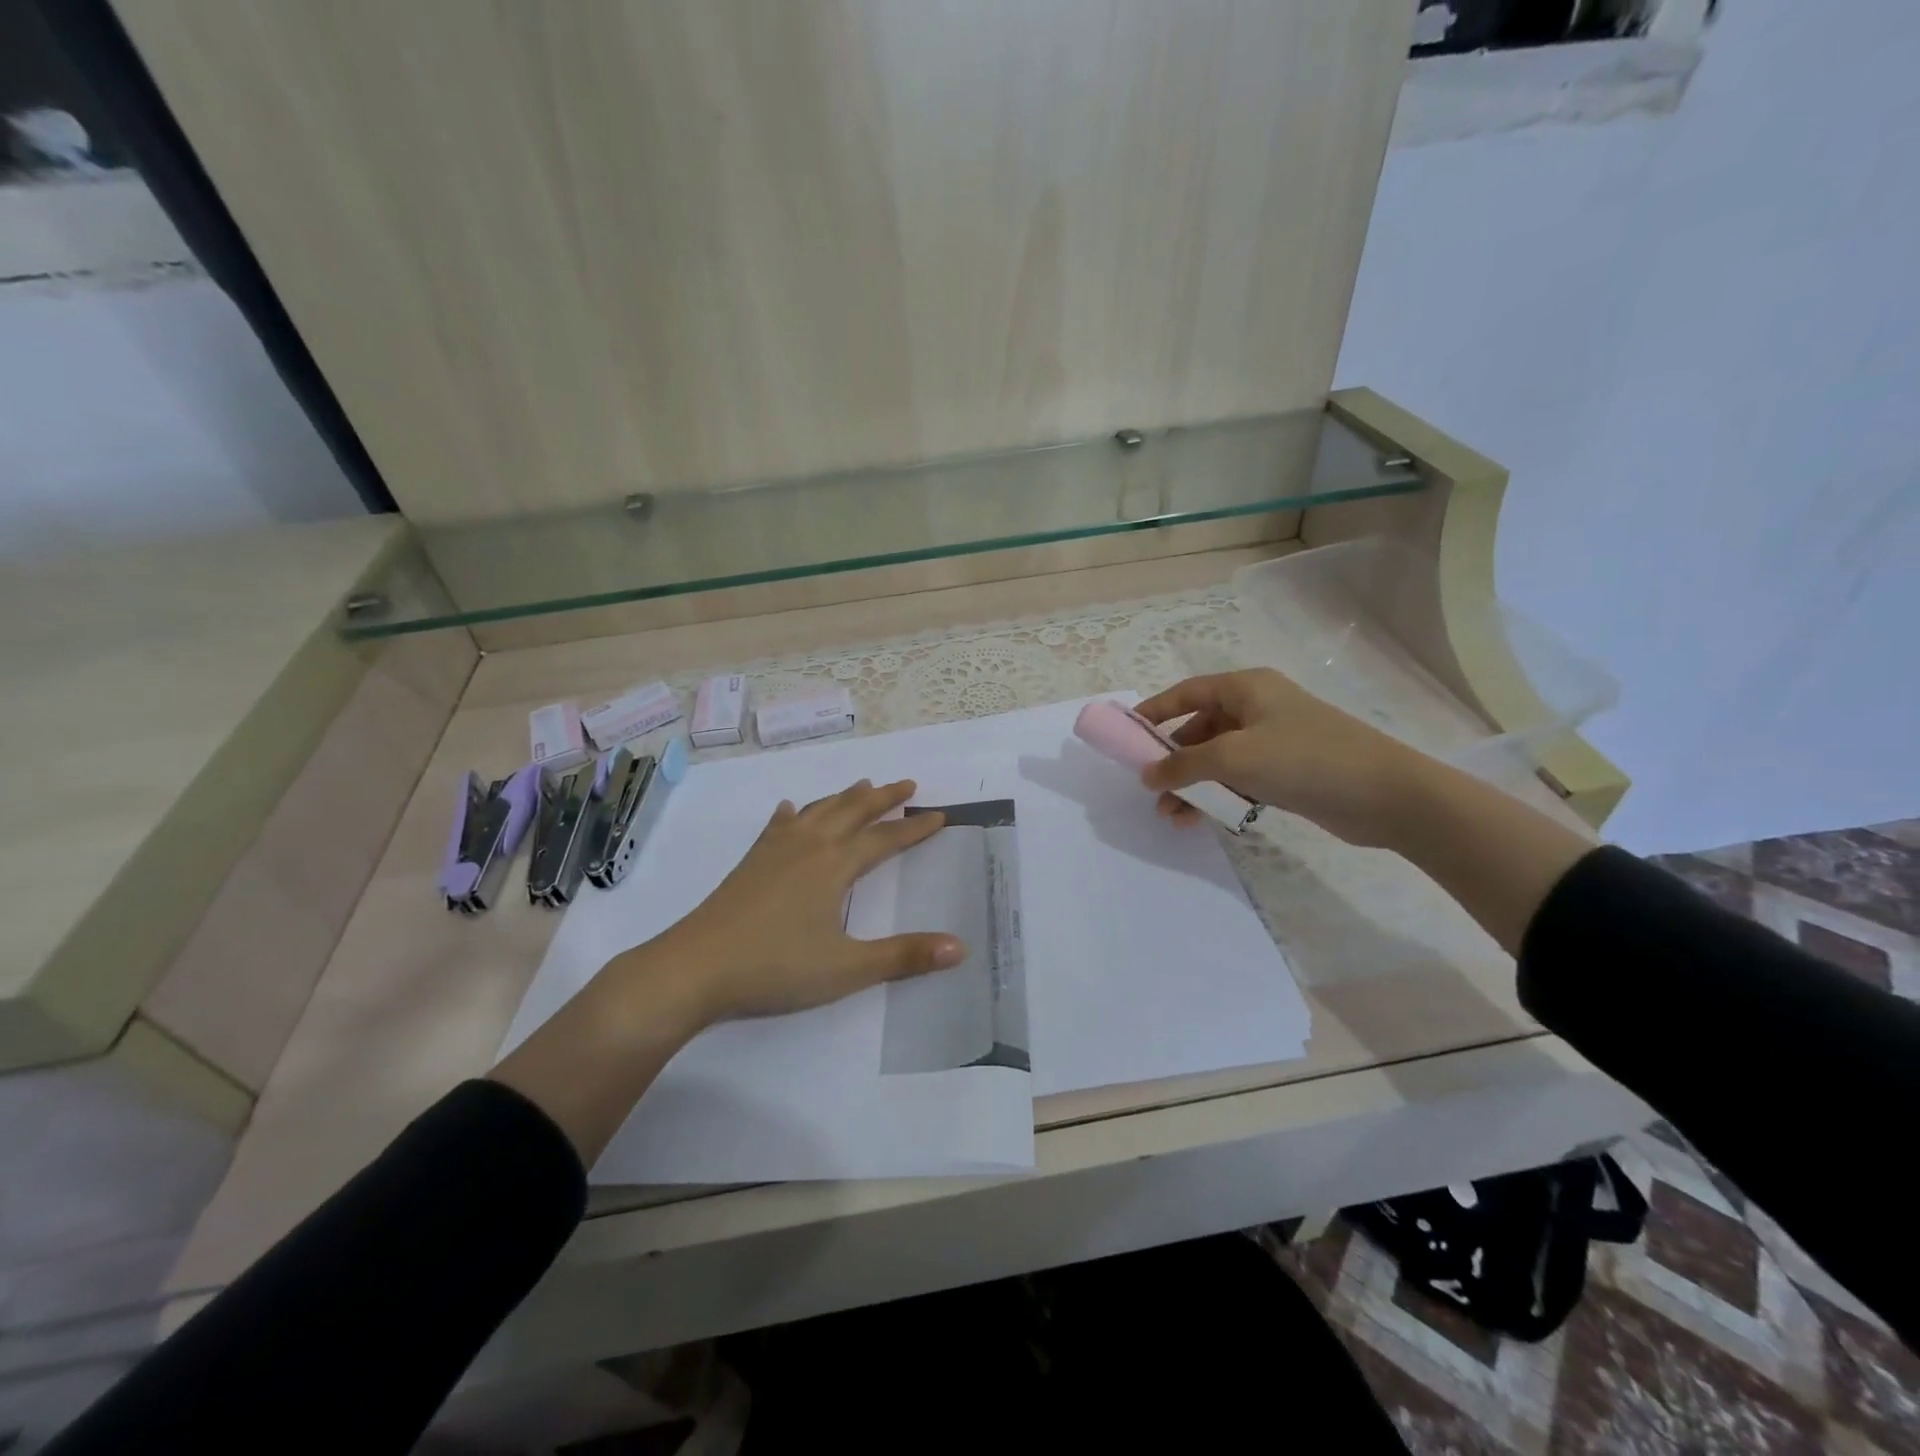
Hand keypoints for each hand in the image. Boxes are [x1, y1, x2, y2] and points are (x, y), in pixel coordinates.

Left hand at [646, 779, 963, 1024]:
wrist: (695, 968)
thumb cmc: (775, 967)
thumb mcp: (847, 968)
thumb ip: (904, 956)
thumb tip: (961, 948)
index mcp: (834, 865)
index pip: (885, 838)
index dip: (914, 828)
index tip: (939, 815)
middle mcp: (808, 846)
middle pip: (852, 811)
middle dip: (883, 797)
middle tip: (907, 785)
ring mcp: (775, 851)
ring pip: (818, 811)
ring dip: (843, 797)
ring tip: (862, 785)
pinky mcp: (750, 862)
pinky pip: (777, 826)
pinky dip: (791, 814)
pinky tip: (789, 809)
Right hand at [1135, 669, 1424, 846]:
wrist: (1387, 796)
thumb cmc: (1305, 760)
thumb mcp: (1235, 758)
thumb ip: (1184, 765)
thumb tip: (1147, 774)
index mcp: (1247, 688)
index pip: (1187, 692)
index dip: (1154, 712)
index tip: (1126, 736)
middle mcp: (1258, 708)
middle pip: (1200, 728)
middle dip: (1173, 760)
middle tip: (1152, 788)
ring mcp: (1274, 740)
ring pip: (1218, 758)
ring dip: (1193, 784)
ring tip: (1173, 816)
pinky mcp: (1287, 771)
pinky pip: (1240, 778)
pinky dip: (1219, 794)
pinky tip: (1203, 818)